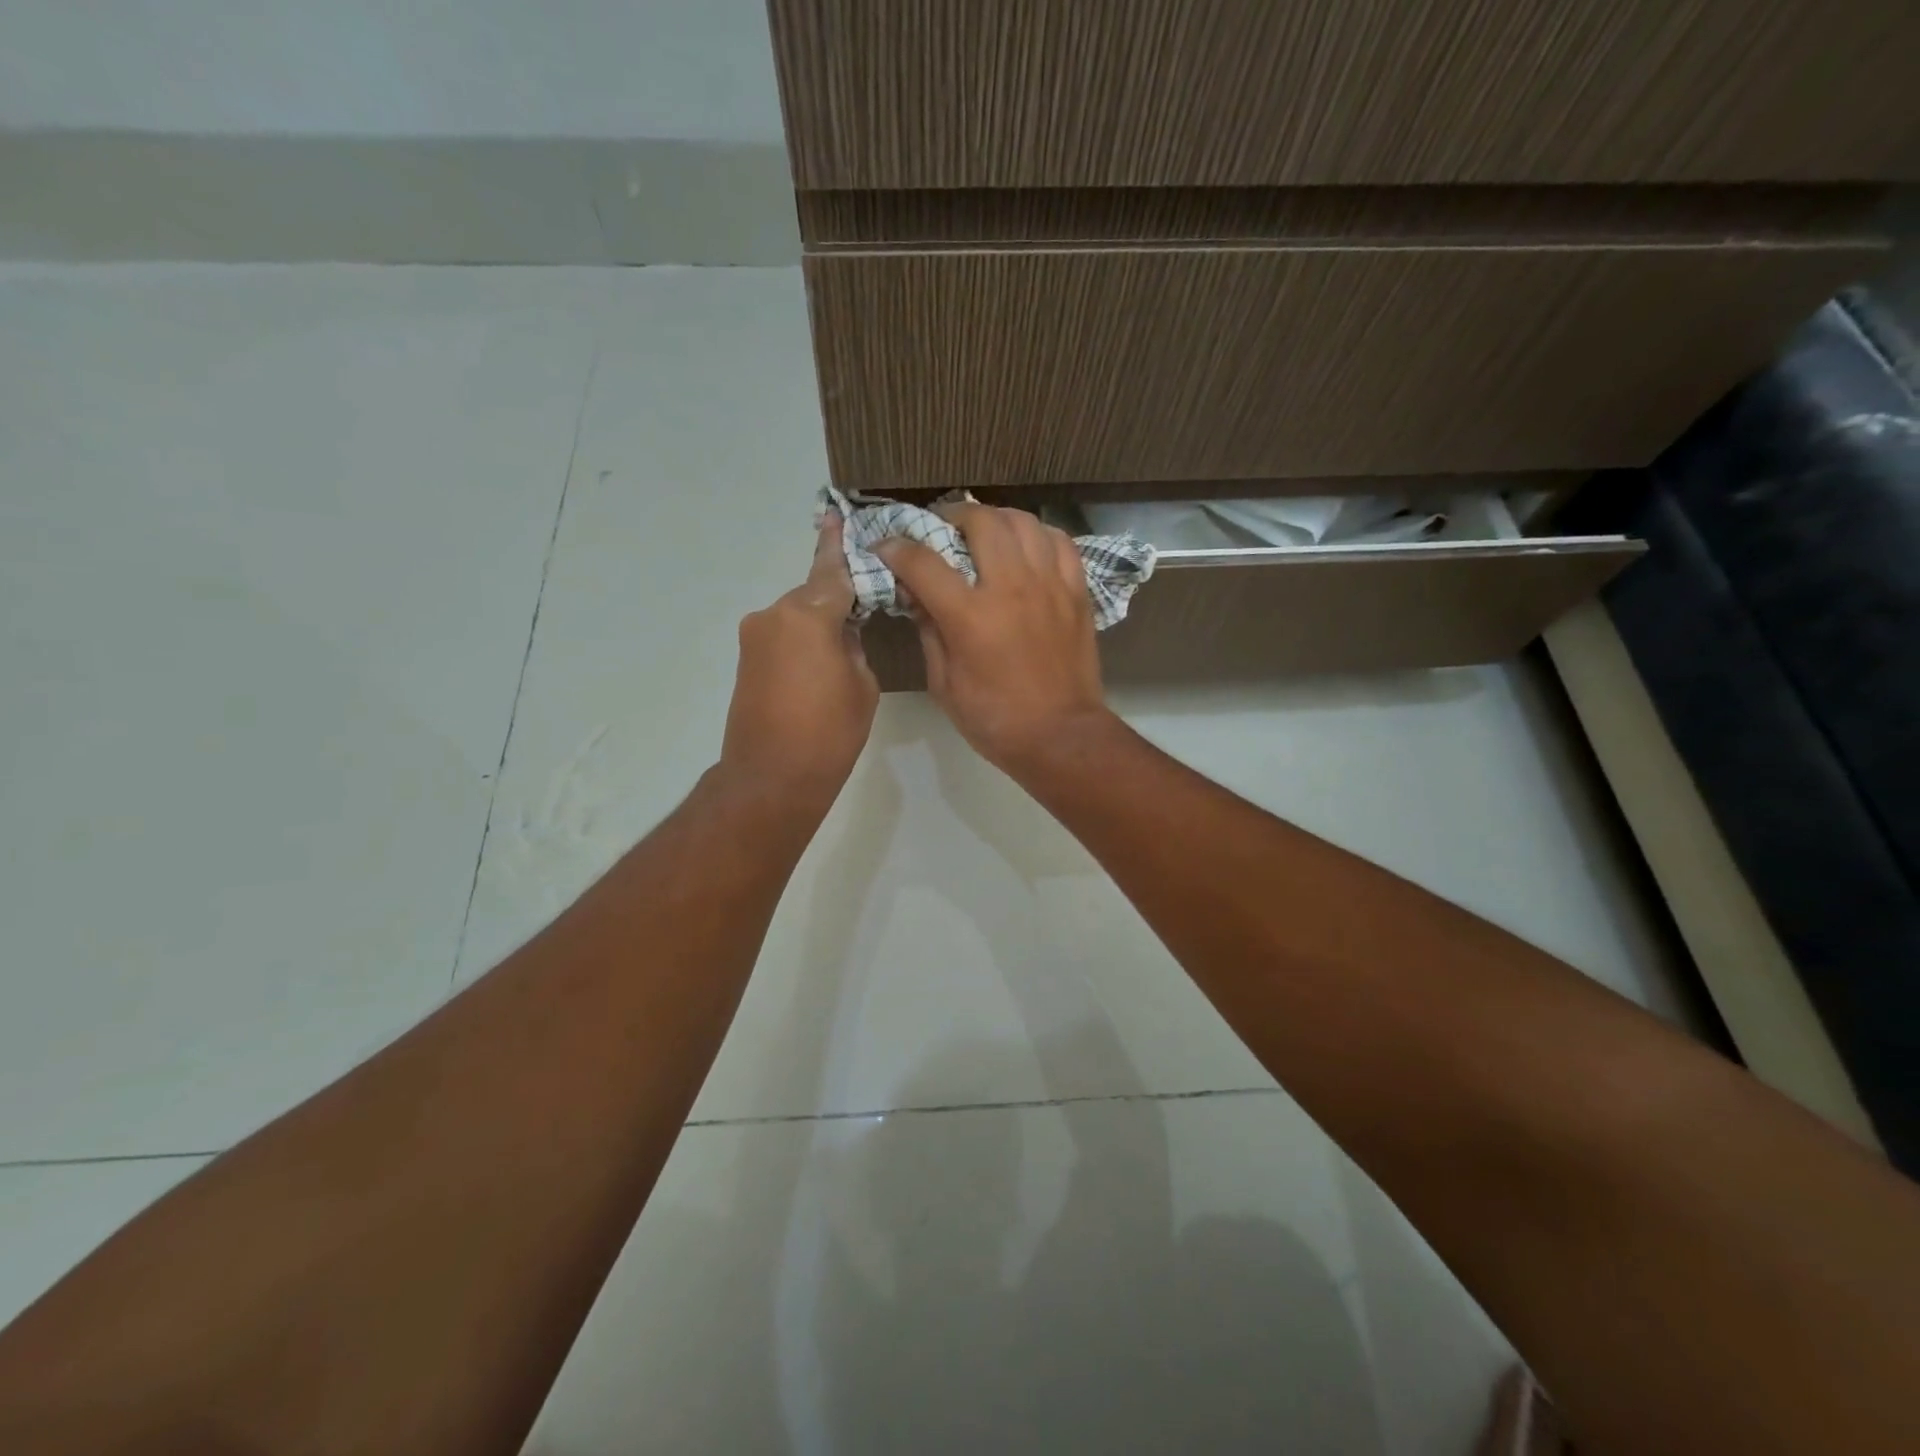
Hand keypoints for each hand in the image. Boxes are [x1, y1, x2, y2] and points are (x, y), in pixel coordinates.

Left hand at [721, 513, 877, 801]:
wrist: (771, 778)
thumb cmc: (829, 733)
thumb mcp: (862, 684)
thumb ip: (855, 645)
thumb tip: (842, 632)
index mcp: (809, 614)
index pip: (831, 570)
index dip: (838, 544)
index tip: (836, 514)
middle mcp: (775, 615)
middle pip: (814, 594)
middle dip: (838, 601)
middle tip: (867, 615)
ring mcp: (755, 637)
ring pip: (797, 617)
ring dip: (820, 626)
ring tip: (844, 654)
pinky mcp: (747, 660)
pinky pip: (783, 637)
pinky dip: (803, 643)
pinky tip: (821, 666)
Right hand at [876, 503, 1112, 774]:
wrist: (1060, 736)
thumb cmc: (994, 719)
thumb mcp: (944, 684)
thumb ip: (929, 632)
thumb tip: (916, 596)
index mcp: (971, 616)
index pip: (923, 562)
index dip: (896, 548)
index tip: (886, 547)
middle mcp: (1011, 587)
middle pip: (980, 522)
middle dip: (952, 516)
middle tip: (942, 529)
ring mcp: (1049, 586)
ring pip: (1024, 522)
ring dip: (997, 518)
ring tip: (985, 531)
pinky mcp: (1076, 593)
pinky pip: (1060, 543)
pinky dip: (1039, 535)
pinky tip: (1027, 547)